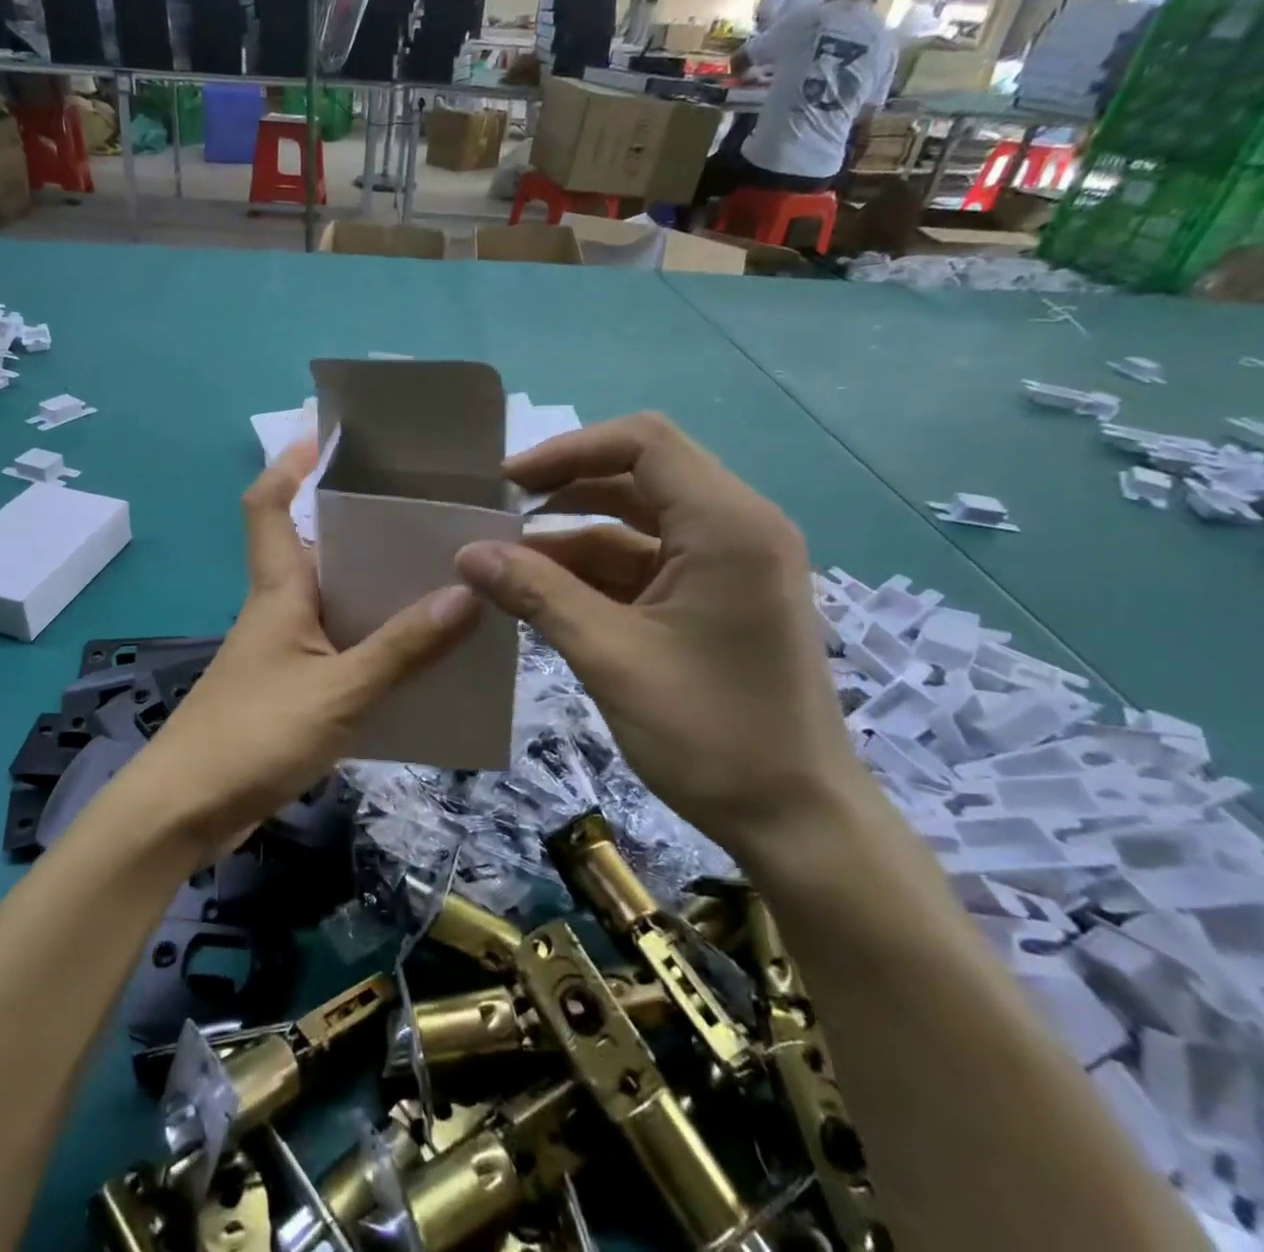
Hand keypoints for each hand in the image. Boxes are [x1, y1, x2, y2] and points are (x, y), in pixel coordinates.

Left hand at [127, 441, 481, 860]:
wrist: (186, 812)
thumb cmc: (253, 736)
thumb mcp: (338, 692)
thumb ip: (402, 648)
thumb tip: (466, 593)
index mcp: (278, 589)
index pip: (267, 505)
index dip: (289, 464)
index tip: (328, 437)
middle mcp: (279, 608)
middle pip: (316, 547)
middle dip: (362, 526)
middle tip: (425, 513)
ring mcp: (284, 650)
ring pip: (336, 601)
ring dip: (378, 590)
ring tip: (441, 578)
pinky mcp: (291, 688)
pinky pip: (342, 648)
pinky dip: (376, 643)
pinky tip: (419, 655)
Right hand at [455, 413, 864, 866]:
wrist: (795, 819)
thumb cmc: (710, 734)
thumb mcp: (610, 657)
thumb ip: (537, 594)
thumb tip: (468, 553)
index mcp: (727, 524)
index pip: (643, 443)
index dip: (567, 451)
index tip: (507, 482)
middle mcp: (737, 526)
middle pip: (640, 475)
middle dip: (566, 489)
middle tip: (500, 514)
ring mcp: (730, 562)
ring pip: (639, 521)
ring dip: (574, 534)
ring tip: (508, 559)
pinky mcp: (718, 596)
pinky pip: (648, 561)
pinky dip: (597, 570)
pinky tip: (545, 591)